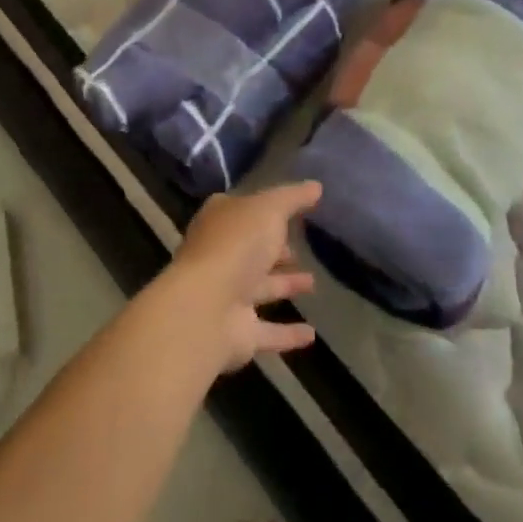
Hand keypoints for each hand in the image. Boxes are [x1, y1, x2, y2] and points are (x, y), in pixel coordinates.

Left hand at [170, 182, 321, 370]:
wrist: (206, 308)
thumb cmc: (236, 245)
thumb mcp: (269, 208)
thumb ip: (293, 198)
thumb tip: (316, 186)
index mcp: (221, 221)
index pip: (244, 210)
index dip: (265, 210)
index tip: (292, 212)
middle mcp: (222, 256)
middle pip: (252, 250)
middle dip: (275, 250)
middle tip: (301, 249)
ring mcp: (228, 295)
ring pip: (261, 288)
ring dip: (285, 285)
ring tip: (313, 283)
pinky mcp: (238, 333)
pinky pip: (269, 332)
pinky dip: (288, 334)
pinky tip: (312, 335)